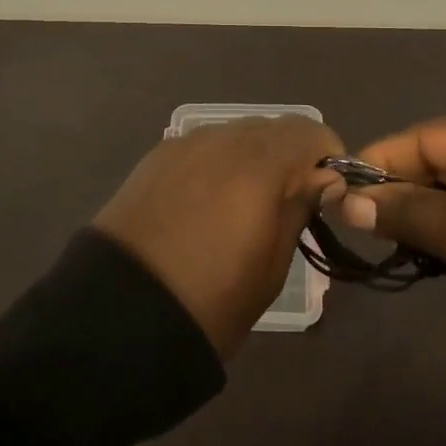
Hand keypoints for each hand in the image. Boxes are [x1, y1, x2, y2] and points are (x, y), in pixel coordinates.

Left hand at [94, 117, 344, 357]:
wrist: (118, 317)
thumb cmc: (210, 302)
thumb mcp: (271, 267)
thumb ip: (299, 208)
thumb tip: (323, 180)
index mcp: (258, 165)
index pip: (310, 132)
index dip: (327, 158)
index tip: (327, 192)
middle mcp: (222, 140)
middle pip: (273, 128)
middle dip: (290, 156)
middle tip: (290, 201)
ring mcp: (184, 144)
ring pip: (237, 133)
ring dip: (254, 157)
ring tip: (246, 203)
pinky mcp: (156, 157)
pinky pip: (203, 145)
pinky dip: (219, 163)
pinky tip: (208, 201)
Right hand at [346, 113, 445, 344]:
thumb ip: (405, 211)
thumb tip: (346, 202)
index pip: (426, 136)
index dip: (380, 161)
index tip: (342, 190)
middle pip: (445, 154)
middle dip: (403, 185)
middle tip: (364, 219)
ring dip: (429, 204)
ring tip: (393, 233)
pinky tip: (435, 240)